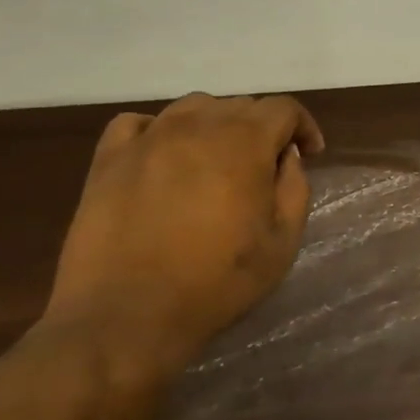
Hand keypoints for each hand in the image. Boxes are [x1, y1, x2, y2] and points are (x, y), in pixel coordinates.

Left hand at [45, 93, 325, 370]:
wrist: (128, 314)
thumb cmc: (217, 281)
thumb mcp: (283, 242)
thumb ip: (295, 189)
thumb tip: (286, 157)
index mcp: (245, 142)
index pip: (284, 108)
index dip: (303, 127)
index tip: (310, 155)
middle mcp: (197, 126)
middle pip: (240, 105)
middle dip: (263, 128)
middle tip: (266, 167)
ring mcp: (148, 138)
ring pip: (192, 107)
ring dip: (216, 126)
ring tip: (217, 160)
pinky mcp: (108, 158)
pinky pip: (139, 123)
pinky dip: (160, 131)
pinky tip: (164, 157)